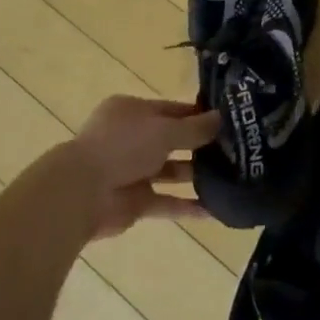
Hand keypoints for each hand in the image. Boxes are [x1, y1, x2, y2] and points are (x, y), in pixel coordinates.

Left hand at [69, 96, 219, 239]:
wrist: (81, 193)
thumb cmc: (123, 147)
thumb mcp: (165, 130)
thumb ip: (195, 128)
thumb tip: (222, 118)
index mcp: (132, 112)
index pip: (172, 110)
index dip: (199, 115)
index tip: (230, 122)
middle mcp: (131, 138)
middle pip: (172, 140)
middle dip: (202, 146)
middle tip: (237, 150)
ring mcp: (132, 171)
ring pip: (171, 171)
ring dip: (197, 175)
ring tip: (233, 177)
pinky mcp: (135, 201)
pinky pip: (166, 202)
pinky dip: (188, 206)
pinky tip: (216, 209)